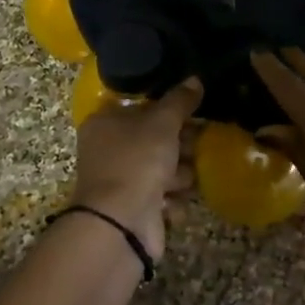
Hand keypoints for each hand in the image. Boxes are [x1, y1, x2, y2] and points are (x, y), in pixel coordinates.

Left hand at [72, 79, 202, 260]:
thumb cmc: (136, 161)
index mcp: (105, 122)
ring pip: (162, 169)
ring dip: (179, 174)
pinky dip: (171, 200)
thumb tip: (195, 79)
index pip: (141, 106)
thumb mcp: (161, 123)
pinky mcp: (134, 208)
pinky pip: (162, 197)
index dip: (167, 108)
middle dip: (179, 144)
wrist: (120, 224)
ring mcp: (121, 181)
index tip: (194, 110)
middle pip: (154, 138)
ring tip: (186, 177)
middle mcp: (109, 149)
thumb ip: (179, 101)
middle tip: (199, 144)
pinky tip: (174, 202)